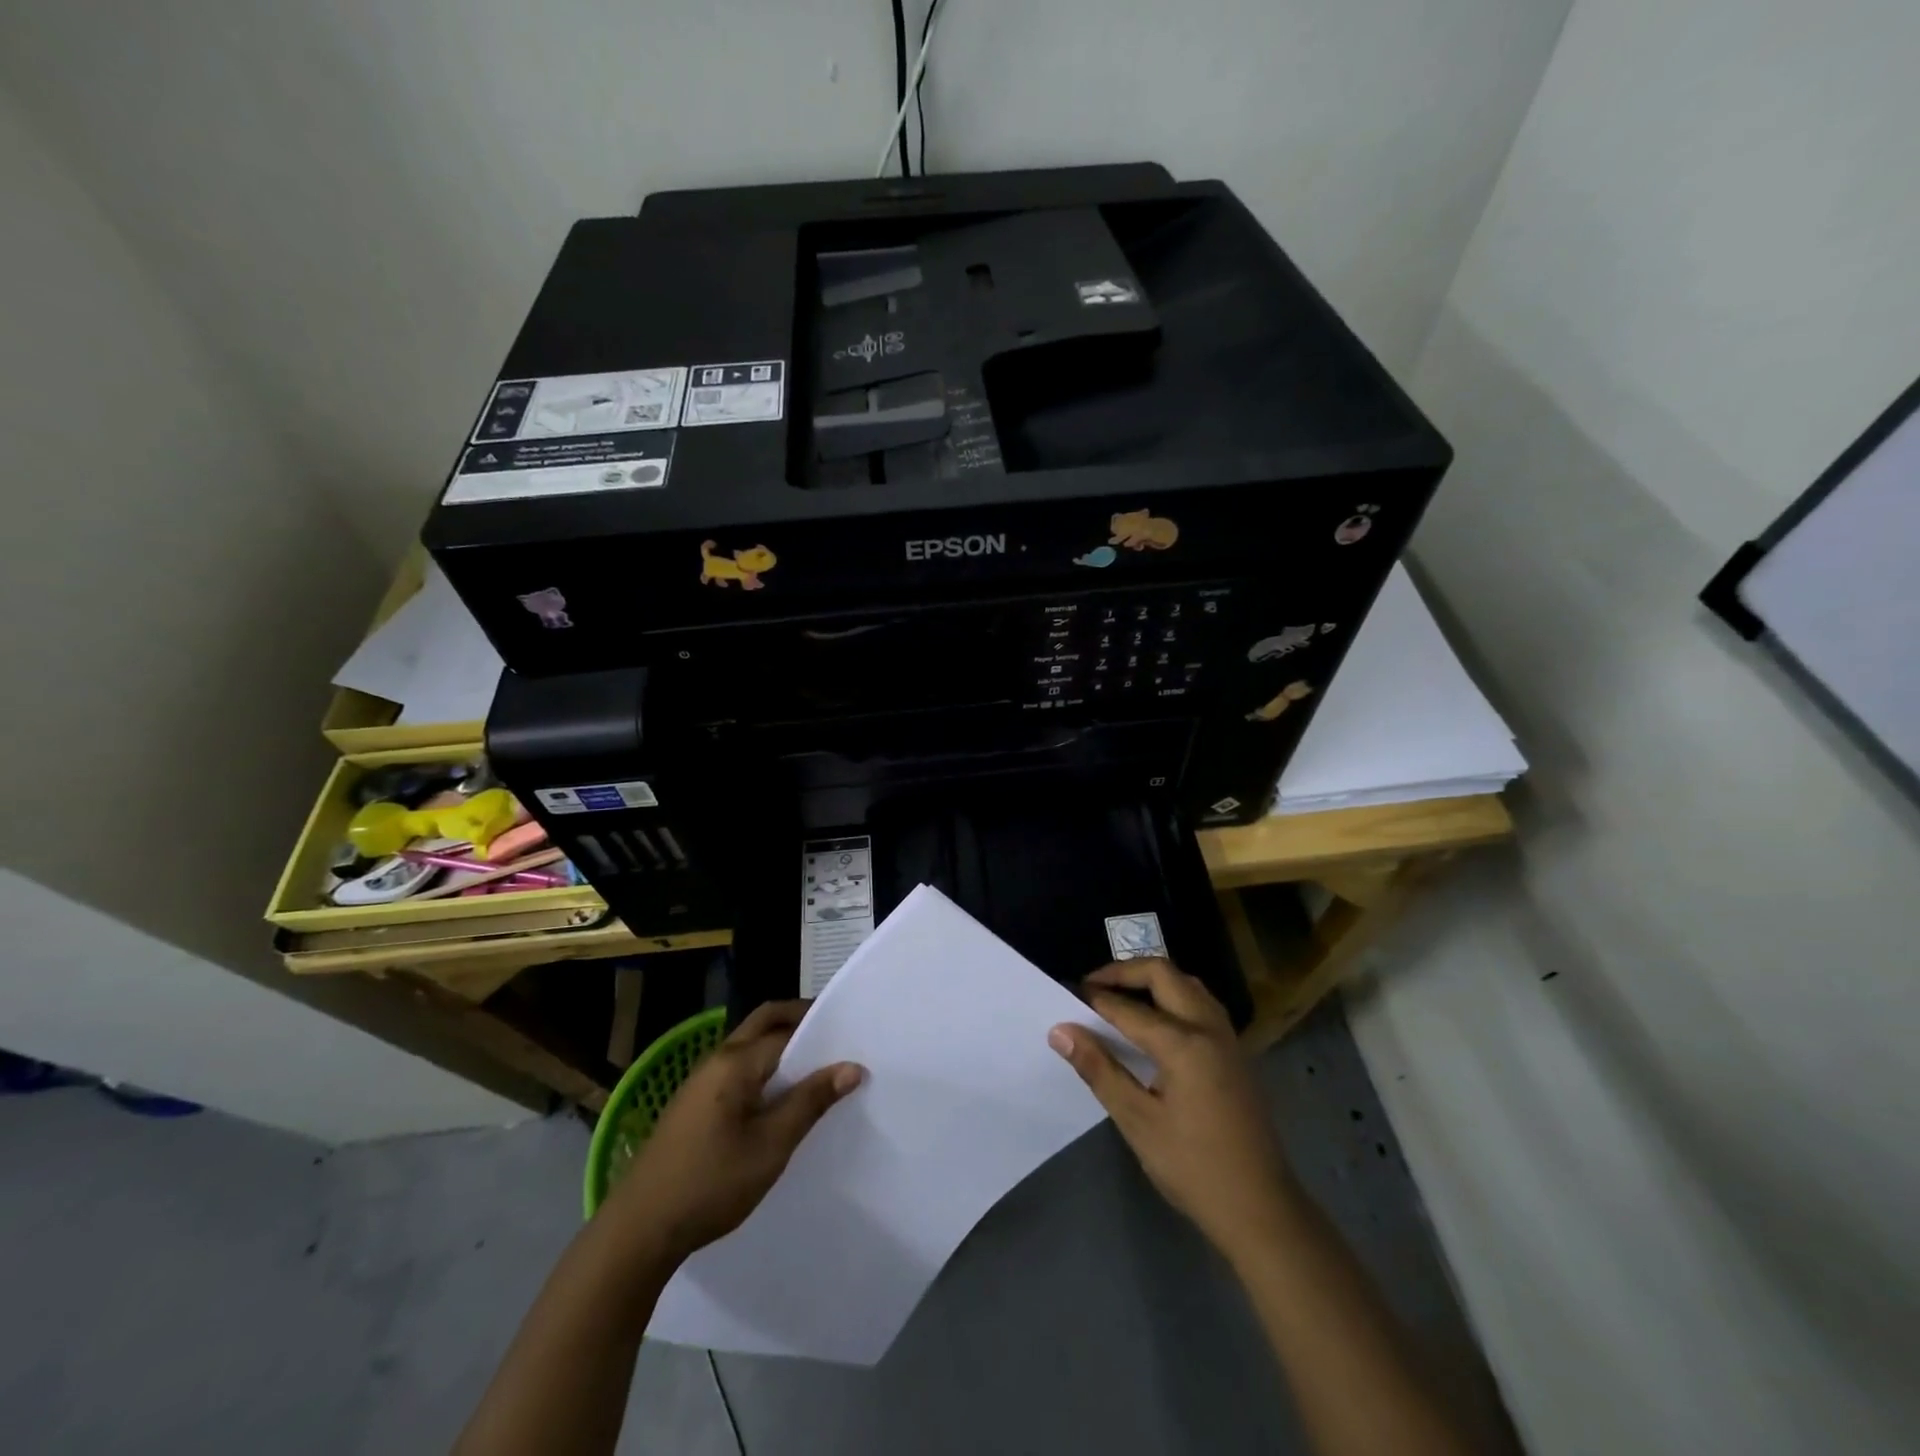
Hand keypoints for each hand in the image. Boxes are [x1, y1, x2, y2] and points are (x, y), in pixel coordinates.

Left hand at [602, 1000, 863, 1262]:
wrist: (638, 1230)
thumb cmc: (711, 1184)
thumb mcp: (771, 1146)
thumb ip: (811, 1102)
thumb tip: (852, 1067)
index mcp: (735, 1061)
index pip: (788, 1031)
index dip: (823, 1034)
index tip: (853, 1042)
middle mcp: (716, 1058)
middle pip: (764, 1022)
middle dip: (800, 1021)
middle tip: (837, 1040)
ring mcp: (700, 1080)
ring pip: (749, 1045)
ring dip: (781, 1046)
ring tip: (815, 1072)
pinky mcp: (693, 1103)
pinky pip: (737, 1068)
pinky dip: (763, 1068)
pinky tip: (778, 1099)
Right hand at [1050, 960, 1293, 1264]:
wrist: (1262, 1211)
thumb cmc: (1194, 1168)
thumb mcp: (1138, 1121)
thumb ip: (1099, 1070)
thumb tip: (1061, 1031)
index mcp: (1184, 1043)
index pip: (1128, 1008)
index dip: (1094, 998)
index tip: (1065, 995)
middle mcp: (1209, 1027)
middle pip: (1164, 974)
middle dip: (1124, 972)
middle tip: (1092, 986)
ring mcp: (1227, 1038)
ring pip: (1187, 984)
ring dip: (1152, 980)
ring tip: (1119, 996)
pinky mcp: (1235, 1053)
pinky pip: (1200, 1003)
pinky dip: (1172, 996)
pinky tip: (1155, 1021)